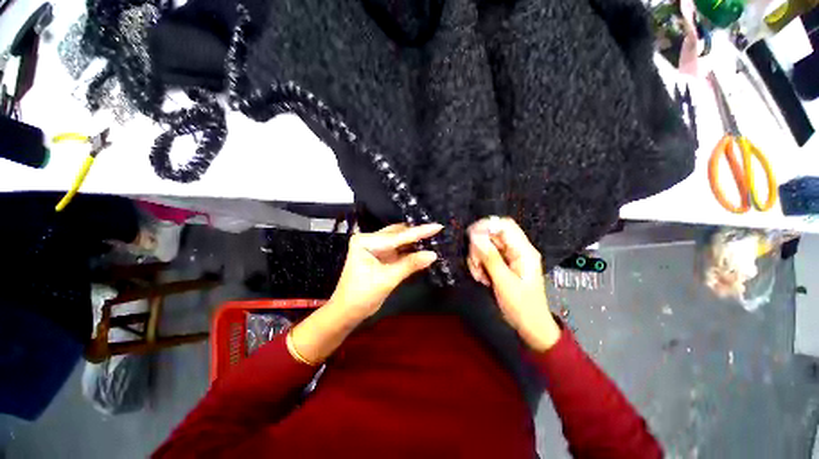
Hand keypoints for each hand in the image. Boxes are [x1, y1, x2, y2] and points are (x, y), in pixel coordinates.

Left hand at [290, 223, 441, 365]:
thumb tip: (433, 254)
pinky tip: (423, 247)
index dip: (419, 232)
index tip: (437, 226)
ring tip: (434, 236)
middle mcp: (370, 240)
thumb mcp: (388, 279)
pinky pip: (398, 250)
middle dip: (417, 233)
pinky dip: (410, 250)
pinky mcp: (381, 256)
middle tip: (437, 230)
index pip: (397, 236)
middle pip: (398, 235)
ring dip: (415, 241)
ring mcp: (375, 247)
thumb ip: (410, 264)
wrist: (347, 312)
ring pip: (399, 241)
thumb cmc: (362, 295)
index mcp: (365, 241)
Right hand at [467, 217, 560, 351]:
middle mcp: (516, 249)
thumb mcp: (504, 282)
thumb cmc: (522, 306)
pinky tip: (481, 278)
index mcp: (524, 251)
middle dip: (479, 248)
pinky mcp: (501, 264)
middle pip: (492, 235)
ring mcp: (508, 257)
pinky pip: (485, 256)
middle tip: (475, 265)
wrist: (530, 325)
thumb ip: (490, 258)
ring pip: (485, 246)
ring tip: (479, 275)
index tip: (469, 237)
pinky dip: (478, 264)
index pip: (505, 225)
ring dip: (477, 258)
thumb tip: (475, 236)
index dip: (486, 226)